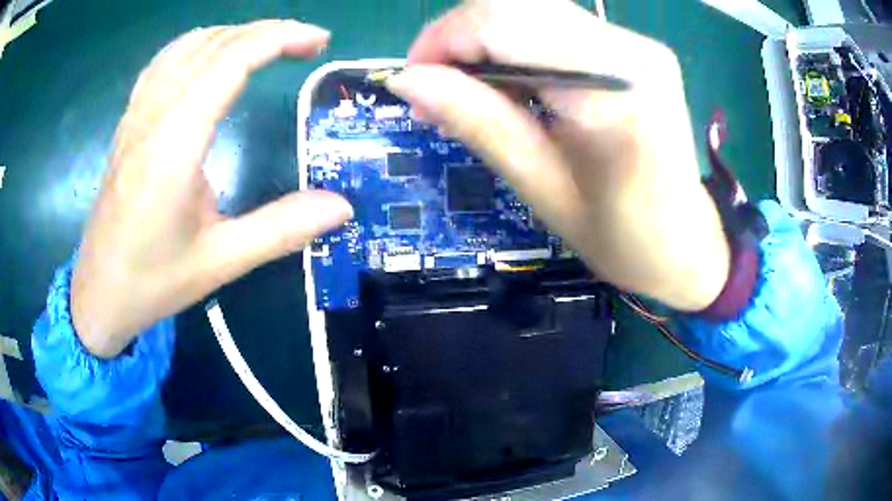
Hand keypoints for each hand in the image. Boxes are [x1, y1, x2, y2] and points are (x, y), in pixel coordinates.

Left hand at [72, 20, 352, 357]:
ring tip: (267, 46)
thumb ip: (281, 230)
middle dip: (267, 32)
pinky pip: (165, 61)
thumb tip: (342, 207)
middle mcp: (152, 116)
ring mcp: (136, 115)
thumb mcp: (219, 262)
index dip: (280, 39)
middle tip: (308, 44)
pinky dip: (198, 44)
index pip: (230, 61)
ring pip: (187, 45)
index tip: (319, 42)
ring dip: (234, 34)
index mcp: (174, 145)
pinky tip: (211, 56)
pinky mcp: (129, 122)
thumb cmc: (151, 282)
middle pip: (214, 43)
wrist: (98, 295)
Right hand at [387, 0, 729, 310]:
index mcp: (613, 95)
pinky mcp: (637, 48)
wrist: (688, 245)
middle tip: (438, 88)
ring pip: (535, 10)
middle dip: (461, 37)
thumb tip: (408, 81)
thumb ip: (479, 123)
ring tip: (471, 91)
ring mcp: (639, 44)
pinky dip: (519, 45)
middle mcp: (631, 51)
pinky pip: (559, 26)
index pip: (504, 24)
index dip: (444, 39)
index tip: (414, 79)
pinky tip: (513, 83)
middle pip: (518, 5)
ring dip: (487, 41)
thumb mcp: (542, 189)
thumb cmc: (621, 239)